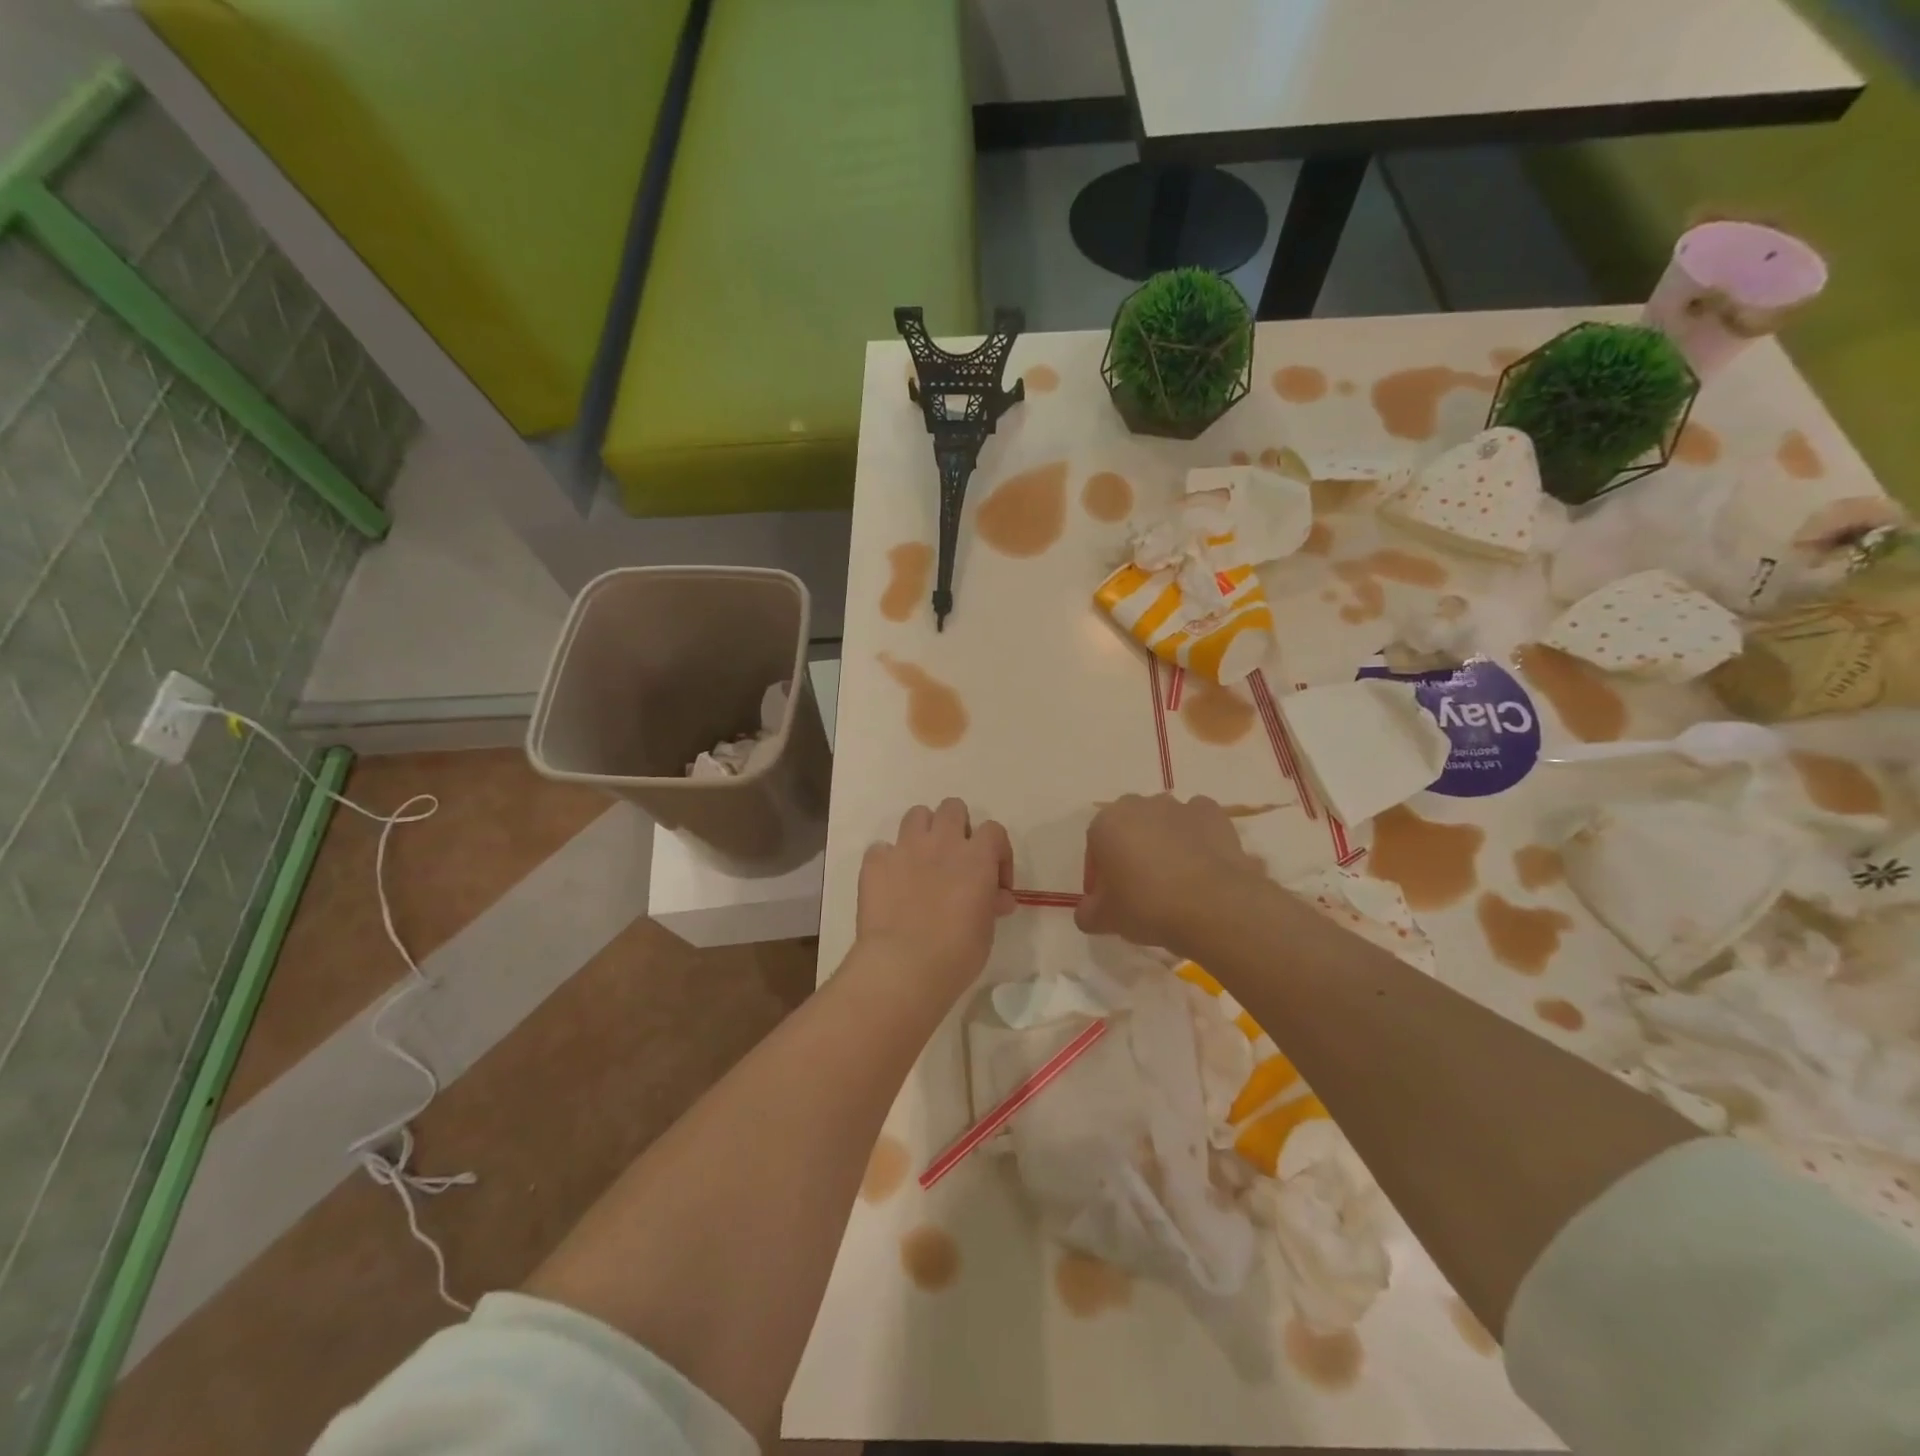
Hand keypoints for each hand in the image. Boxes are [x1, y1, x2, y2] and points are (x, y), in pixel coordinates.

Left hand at [856, 799, 1015, 994]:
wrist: (903, 966)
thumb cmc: (956, 953)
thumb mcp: (986, 930)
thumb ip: (991, 904)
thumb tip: (998, 897)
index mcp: (976, 857)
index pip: (994, 830)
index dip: (998, 852)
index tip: (995, 882)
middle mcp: (942, 842)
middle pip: (953, 808)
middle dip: (958, 827)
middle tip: (957, 860)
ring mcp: (905, 848)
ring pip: (916, 815)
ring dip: (923, 833)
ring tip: (923, 861)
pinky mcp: (875, 862)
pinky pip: (881, 848)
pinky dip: (888, 860)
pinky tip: (891, 883)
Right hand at [1077, 794, 1262, 955]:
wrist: (1214, 905)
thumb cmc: (1147, 906)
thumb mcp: (1105, 919)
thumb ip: (1087, 912)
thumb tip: (1088, 911)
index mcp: (1106, 823)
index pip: (1094, 846)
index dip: (1099, 875)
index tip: (1108, 900)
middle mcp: (1139, 805)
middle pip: (1127, 828)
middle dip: (1129, 852)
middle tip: (1138, 889)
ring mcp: (1178, 806)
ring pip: (1162, 823)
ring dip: (1162, 843)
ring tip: (1174, 880)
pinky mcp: (1212, 813)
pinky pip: (1196, 823)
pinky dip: (1196, 838)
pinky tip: (1201, 865)